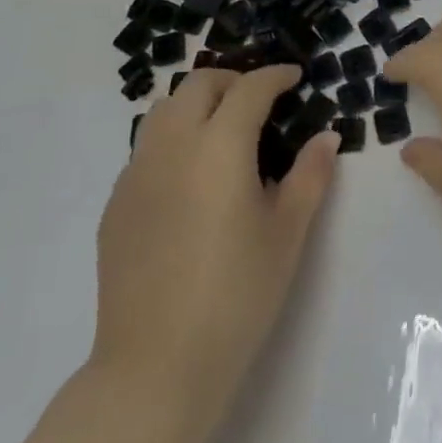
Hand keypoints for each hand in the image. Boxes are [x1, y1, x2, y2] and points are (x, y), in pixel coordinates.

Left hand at [93, 65, 338, 426]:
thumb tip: (325, 136)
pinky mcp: (116, 205)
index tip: (294, 77)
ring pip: (164, 111)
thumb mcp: (288, 233)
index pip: (250, 89)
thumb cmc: (237, 295)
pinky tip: (190, 178)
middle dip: (233, 80)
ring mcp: (136, 174)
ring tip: (223, 130)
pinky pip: (145, 149)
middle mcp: (172, 146)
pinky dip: (172, 139)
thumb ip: (310, 175)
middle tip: (260, 100)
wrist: (156, 366)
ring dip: (197, 104)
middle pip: (198, 85)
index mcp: (220, 147)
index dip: (275, 76)